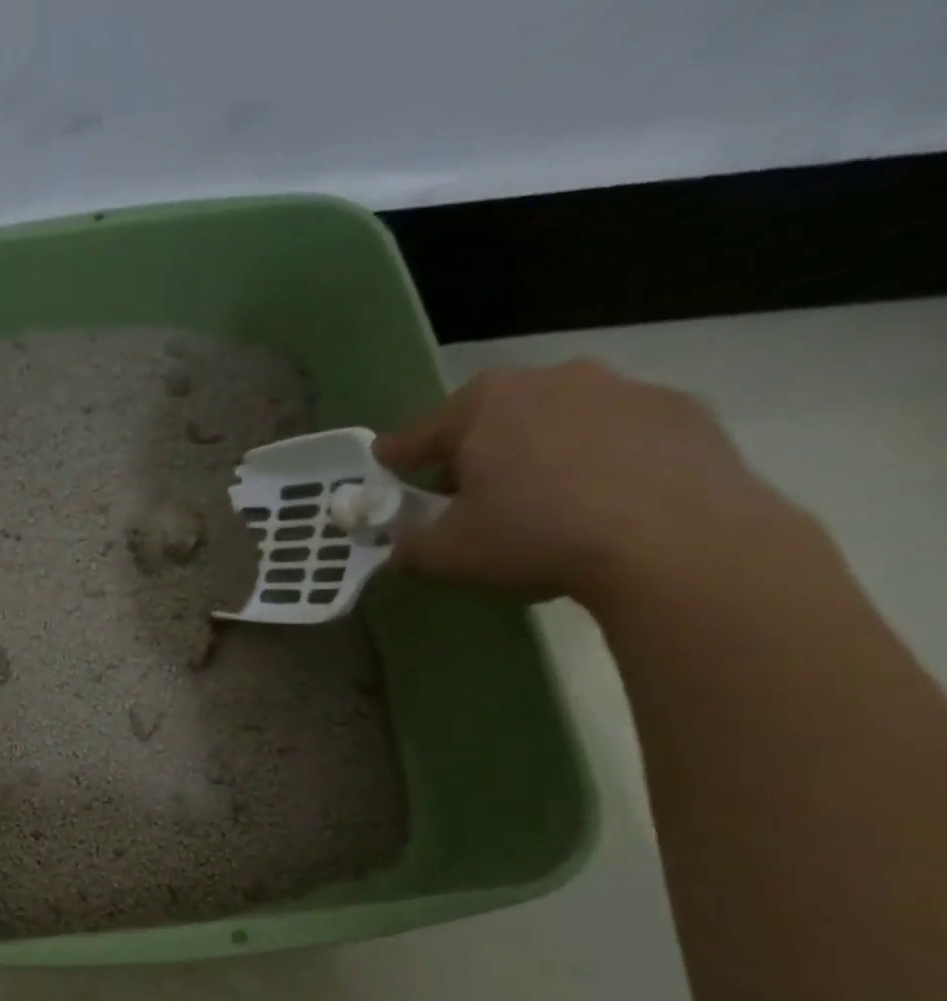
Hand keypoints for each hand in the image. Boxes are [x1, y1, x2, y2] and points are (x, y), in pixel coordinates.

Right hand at [374, 360, 814, 606]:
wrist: (673, 539)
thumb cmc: (534, 535)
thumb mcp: (447, 554)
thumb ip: (410, 545)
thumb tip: (398, 544)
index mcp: (485, 405)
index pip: (423, 431)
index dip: (398, 454)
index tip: (384, 463)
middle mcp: (551, 379)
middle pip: (494, 417)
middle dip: (473, 451)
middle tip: (464, 494)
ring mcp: (624, 388)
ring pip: (558, 420)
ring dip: (538, 451)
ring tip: (538, 499)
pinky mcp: (682, 410)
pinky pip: (617, 435)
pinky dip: (598, 459)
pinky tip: (599, 501)